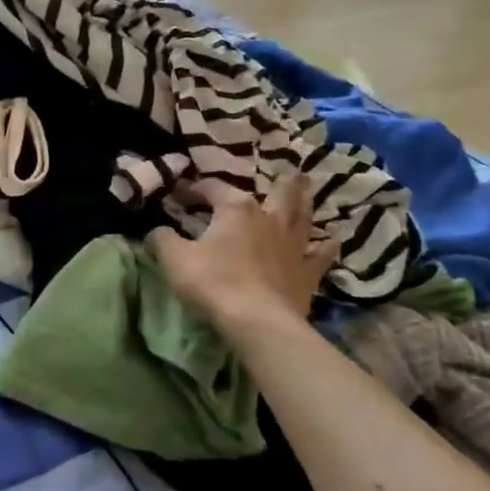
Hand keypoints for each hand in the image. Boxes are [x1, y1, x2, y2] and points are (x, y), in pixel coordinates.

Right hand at [150, 176, 339, 336]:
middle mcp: (268, 218)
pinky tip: (332, 238)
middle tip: (287, 170)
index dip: (195, 189)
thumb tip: (157, 229)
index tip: (180, 193)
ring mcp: (293, 244)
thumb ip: (163, 239)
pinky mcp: (308, 272)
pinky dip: (326, 244)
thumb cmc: (213, 282)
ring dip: (304, 200)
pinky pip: (321, 254)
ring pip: (302, 215)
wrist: (257, 321)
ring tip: (307, 187)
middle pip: (277, 192)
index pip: (213, 188)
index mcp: (235, 209)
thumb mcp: (175, 258)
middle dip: (279, 180)